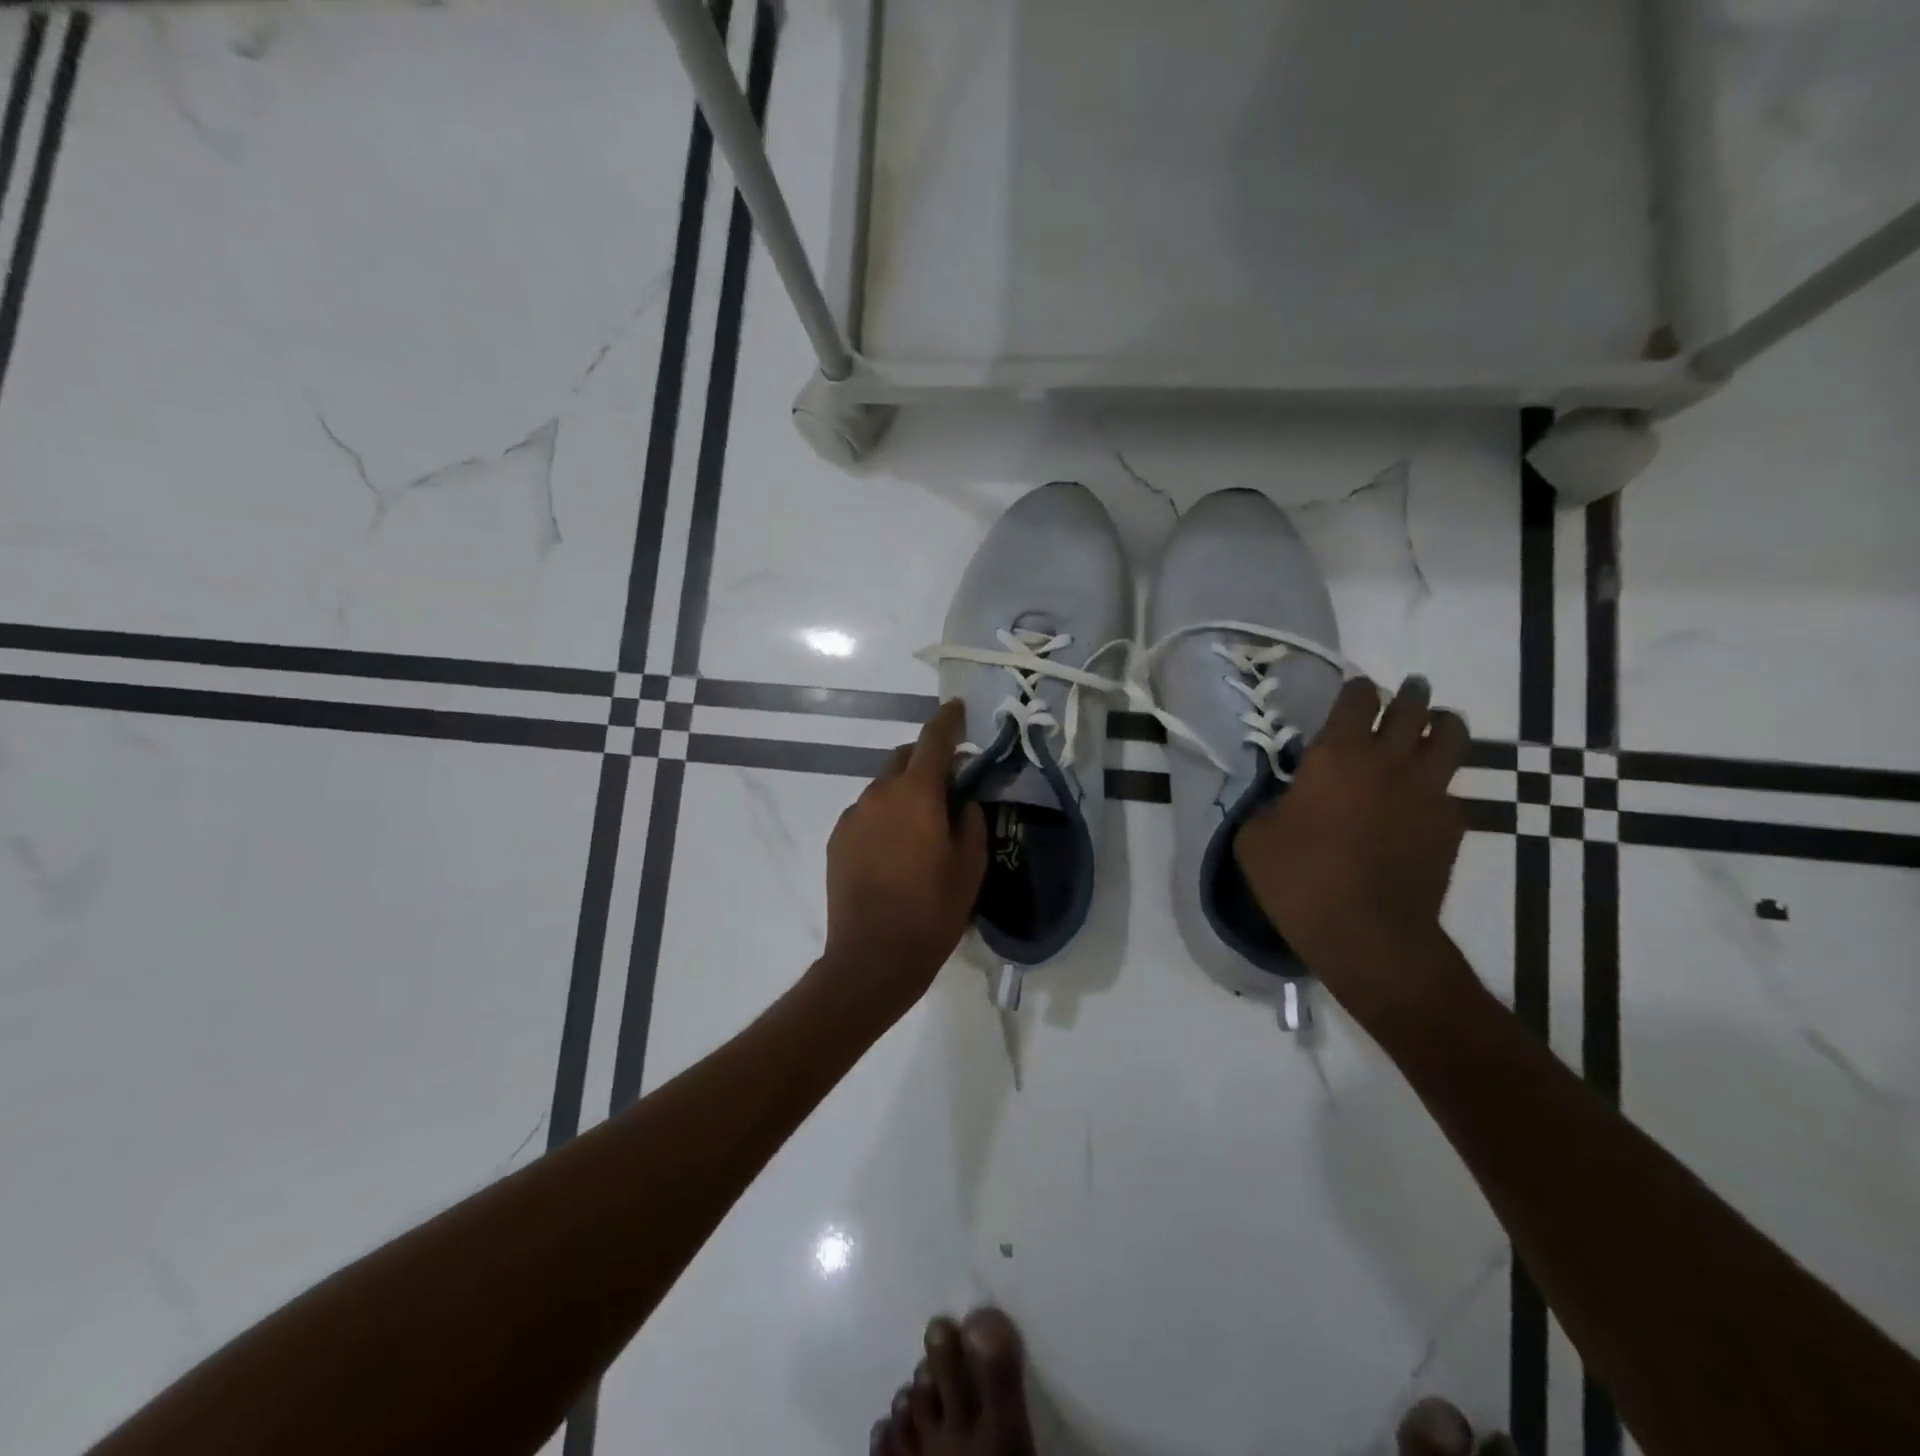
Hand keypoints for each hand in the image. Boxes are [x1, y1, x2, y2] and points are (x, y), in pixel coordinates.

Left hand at [819, 700, 986, 1019]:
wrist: (873, 957)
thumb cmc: (932, 911)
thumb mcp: (970, 866)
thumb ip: (970, 820)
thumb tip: (963, 799)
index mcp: (916, 794)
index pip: (934, 740)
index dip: (948, 721)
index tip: (958, 708)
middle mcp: (879, 794)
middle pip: (904, 759)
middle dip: (926, 761)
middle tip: (948, 785)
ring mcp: (853, 816)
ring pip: (883, 787)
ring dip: (904, 792)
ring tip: (921, 826)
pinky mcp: (837, 839)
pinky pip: (866, 813)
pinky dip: (884, 816)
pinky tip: (894, 849)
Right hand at [1234, 675, 1472, 1020]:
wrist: (1367, 933)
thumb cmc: (1299, 880)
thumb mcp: (1254, 838)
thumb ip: (1267, 804)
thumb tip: (1280, 797)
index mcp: (1335, 755)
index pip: (1357, 699)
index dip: (1357, 690)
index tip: (1355, 691)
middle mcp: (1387, 760)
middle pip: (1411, 707)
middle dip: (1409, 695)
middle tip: (1406, 694)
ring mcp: (1427, 791)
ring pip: (1452, 737)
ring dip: (1442, 725)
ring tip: (1434, 728)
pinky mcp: (1451, 824)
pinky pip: (1452, 790)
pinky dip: (1440, 786)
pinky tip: (1424, 801)